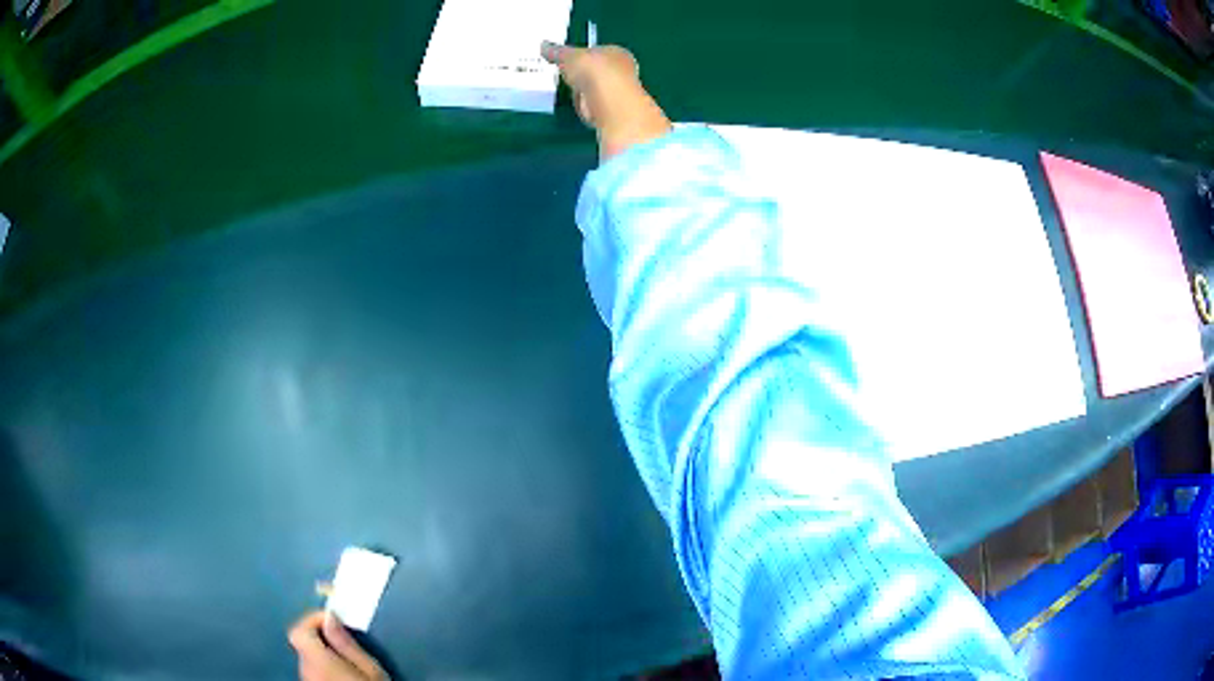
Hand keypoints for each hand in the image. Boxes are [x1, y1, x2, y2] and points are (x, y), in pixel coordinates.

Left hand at [288, 611, 387, 680]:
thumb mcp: (369, 669)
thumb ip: (346, 643)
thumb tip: (331, 618)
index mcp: (317, 660)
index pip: (299, 630)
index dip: (312, 620)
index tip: (333, 620)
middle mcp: (305, 669)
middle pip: (304, 645)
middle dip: (322, 640)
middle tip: (347, 644)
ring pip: (309, 659)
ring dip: (324, 655)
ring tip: (350, 664)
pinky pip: (314, 672)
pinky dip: (325, 669)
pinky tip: (344, 676)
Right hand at [541, 41, 671, 159]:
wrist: (608, 103)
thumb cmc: (593, 71)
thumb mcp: (568, 56)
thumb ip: (556, 51)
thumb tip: (543, 45)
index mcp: (617, 52)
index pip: (600, 51)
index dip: (584, 55)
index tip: (569, 60)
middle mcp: (624, 71)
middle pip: (598, 71)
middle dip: (584, 75)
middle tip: (566, 76)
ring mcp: (621, 93)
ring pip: (597, 90)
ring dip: (584, 93)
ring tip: (570, 91)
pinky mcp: (615, 111)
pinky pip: (595, 106)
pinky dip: (586, 107)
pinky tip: (579, 106)